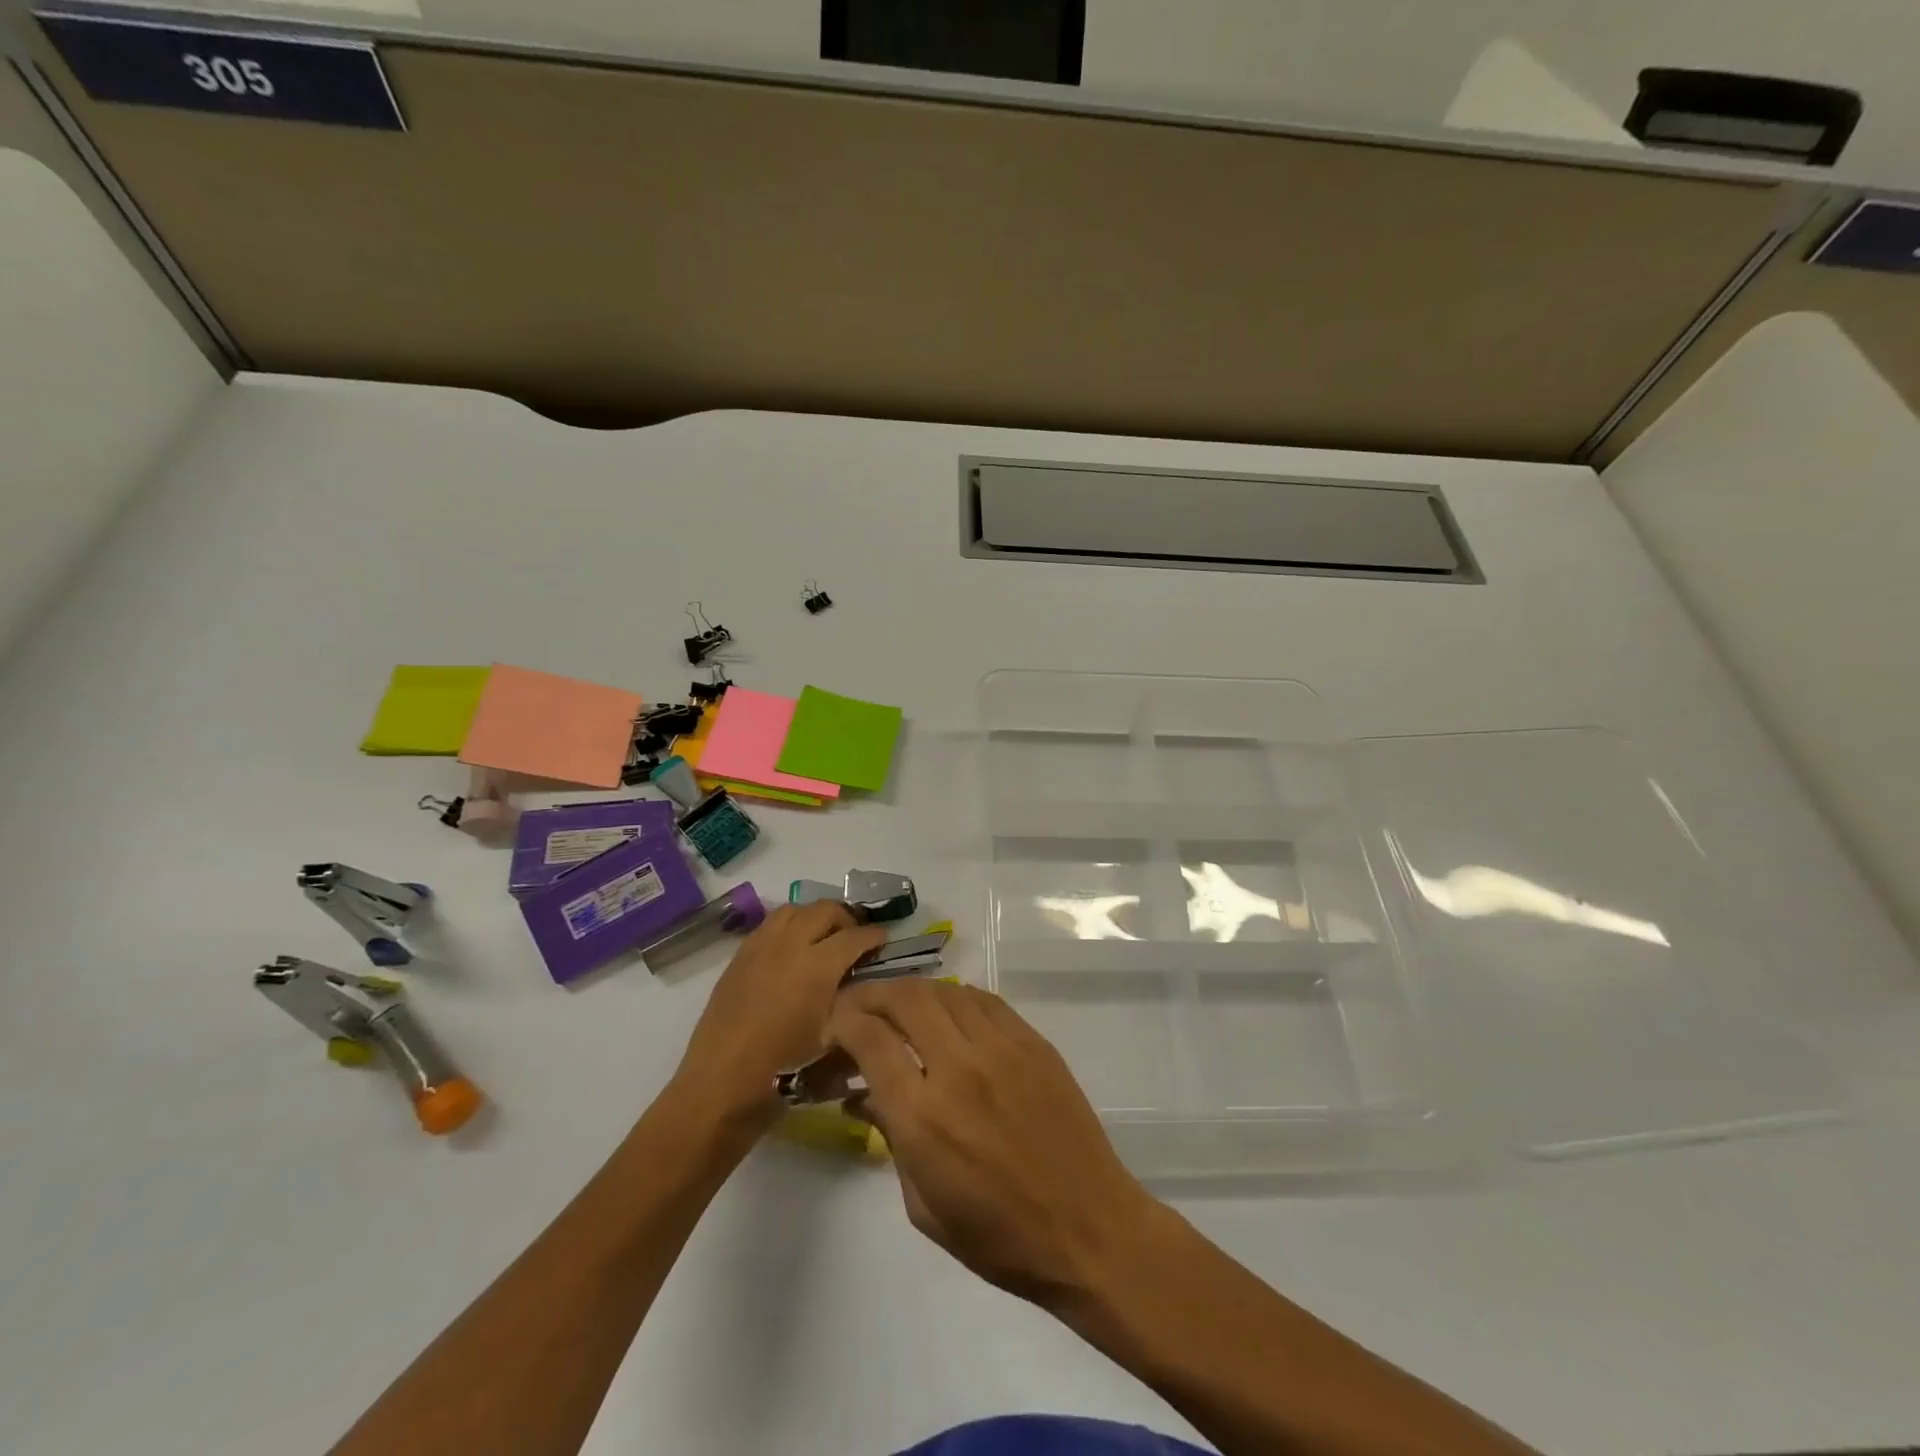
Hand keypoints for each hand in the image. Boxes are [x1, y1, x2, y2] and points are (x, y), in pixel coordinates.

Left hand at [674, 902, 886, 1129]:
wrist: (722, 1078)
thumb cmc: (783, 1065)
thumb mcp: (831, 1037)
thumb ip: (853, 1002)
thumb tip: (864, 984)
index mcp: (817, 965)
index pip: (855, 936)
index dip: (874, 936)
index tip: (884, 940)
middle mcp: (790, 944)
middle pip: (825, 910)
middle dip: (846, 918)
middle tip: (854, 937)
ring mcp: (761, 945)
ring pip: (795, 909)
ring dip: (814, 916)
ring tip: (822, 936)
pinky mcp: (741, 954)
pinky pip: (770, 923)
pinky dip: (789, 926)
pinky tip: (791, 949)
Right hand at [825, 979, 1160, 1309]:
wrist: (1088, 1228)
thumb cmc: (999, 1237)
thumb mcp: (924, 1205)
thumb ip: (890, 1140)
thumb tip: (864, 1096)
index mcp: (923, 1115)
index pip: (869, 1038)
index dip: (842, 1021)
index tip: (833, 1027)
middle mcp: (958, 1067)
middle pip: (904, 998)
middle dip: (871, 994)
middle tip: (860, 1008)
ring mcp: (1001, 1048)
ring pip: (944, 990)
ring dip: (913, 993)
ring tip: (900, 1008)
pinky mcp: (1032, 1041)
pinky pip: (983, 1000)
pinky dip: (955, 998)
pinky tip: (948, 1014)